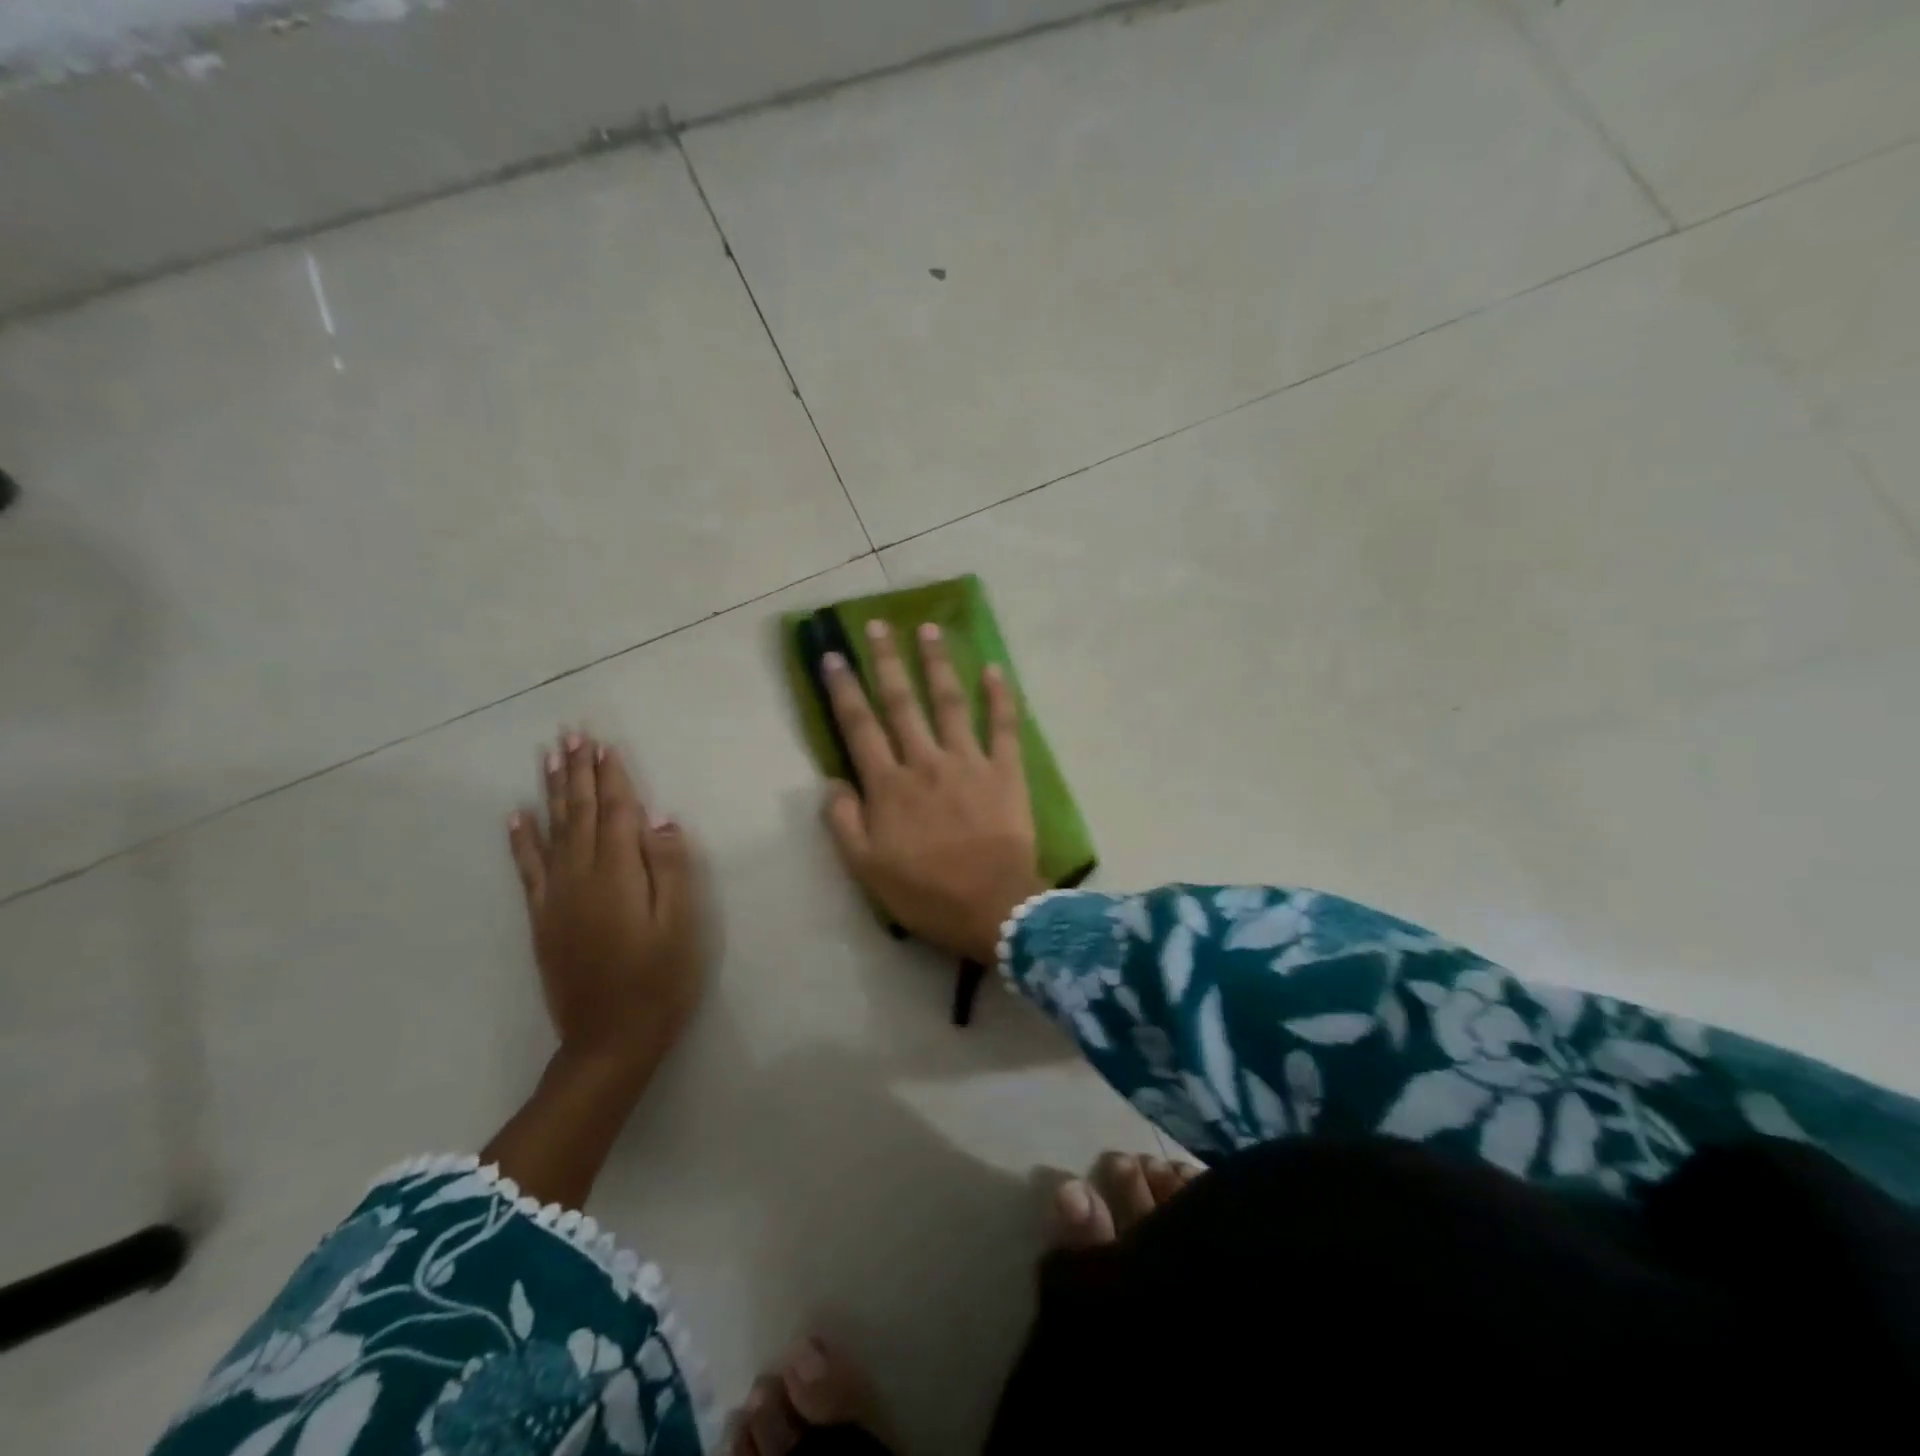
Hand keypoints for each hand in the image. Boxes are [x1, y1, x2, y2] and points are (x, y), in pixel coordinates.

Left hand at [508, 730, 705, 1090]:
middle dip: (577, 772)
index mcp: (619, 875)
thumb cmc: (660, 981)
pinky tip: (517, 816)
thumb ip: (671, 868)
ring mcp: (556, 898)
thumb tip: (660, 820)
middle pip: (579, 813)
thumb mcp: (681, 925)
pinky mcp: (543, 919)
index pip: (615, 813)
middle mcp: (581, 877)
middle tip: (571, 734)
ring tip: (548, 758)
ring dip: (552, 792)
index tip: (605, 744)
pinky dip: (521, 839)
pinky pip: (528, 869)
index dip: (612, 777)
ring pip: (552, 832)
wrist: (610, 1041)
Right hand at [821, 620, 1048, 964]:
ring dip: (938, 663)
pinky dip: (1001, 696)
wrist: (992, 908)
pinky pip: (1004, 726)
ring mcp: (968, 762)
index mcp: (889, 785)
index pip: (860, 727)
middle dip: (887, 661)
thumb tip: (832, 781)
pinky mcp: (1005, 771)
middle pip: (902, 703)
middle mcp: (925, 762)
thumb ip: (843, 822)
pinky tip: (995, 669)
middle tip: (878, 624)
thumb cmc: (926, 893)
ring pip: (950, 702)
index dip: (844, 690)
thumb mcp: (866, 869)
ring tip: (930, 628)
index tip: (833, 656)